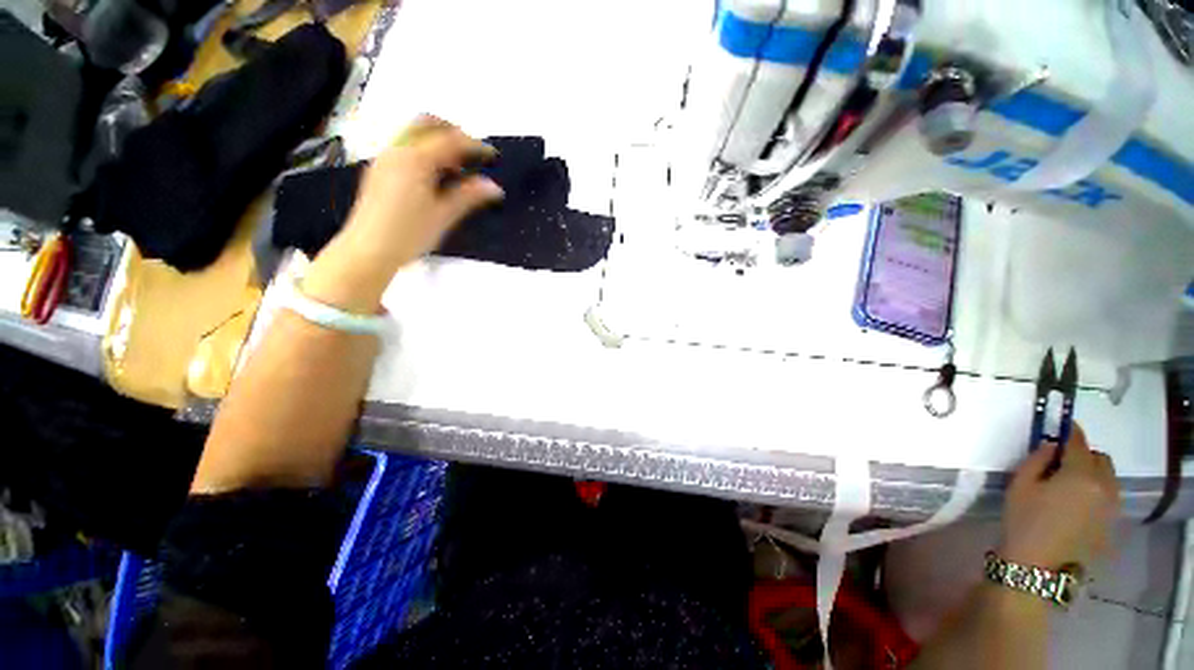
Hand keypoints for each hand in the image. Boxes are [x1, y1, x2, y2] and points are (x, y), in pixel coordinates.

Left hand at [303, 116, 503, 311]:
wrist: (368, 250)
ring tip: (456, 168)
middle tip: (471, 152)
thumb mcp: (444, 215)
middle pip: (426, 123)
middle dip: (452, 132)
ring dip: (437, 141)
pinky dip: (424, 151)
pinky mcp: (379, 170)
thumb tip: (494, 187)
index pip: (450, 140)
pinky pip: (404, 147)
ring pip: (413, 134)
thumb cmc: (409, 234)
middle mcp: (397, 151)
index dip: (474, 145)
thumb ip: (469, 196)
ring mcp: (385, 159)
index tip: (492, 155)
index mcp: (415, 159)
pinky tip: (434, 176)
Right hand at [998, 424, 1119, 568]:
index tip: (1063, 424)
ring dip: (1093, 473)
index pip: (1079, 443)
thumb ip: (1038, 460)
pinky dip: (1097, 491)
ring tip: (1070, 484)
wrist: (1037, 566)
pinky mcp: (1111, 523)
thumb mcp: (1021, 485)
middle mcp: (1104, 487)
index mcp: (1081, 475)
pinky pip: (1109, 497)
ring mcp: (1112, 507)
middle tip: (1062, 462)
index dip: (1070, 431)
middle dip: (1084, 455)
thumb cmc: (1024, 520)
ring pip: (1108, 478)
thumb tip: (1052, 445)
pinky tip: (1077, 504)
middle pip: (1101, 459)